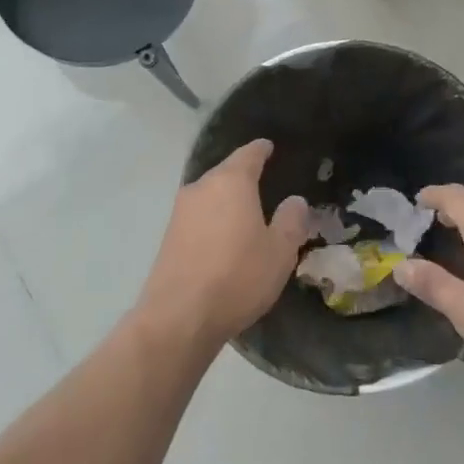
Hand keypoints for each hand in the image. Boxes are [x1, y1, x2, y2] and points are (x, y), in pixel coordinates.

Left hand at [139, 140, 311, 350]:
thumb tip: (294, 201)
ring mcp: (180, 212)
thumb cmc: (238, 276)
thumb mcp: (280, 251)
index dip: (261, 150)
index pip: (248, 154)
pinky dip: (214, 220)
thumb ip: (291, 221)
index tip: (268, 147)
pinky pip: (199, 218)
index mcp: (231, 182)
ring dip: (227, 201)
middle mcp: (201, 188)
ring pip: (210, 196)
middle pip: (225, 173)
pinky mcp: (168, 237)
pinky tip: (224, 238)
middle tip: (265, 184)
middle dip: (243, 176)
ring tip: (246, 213)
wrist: (180, 317)